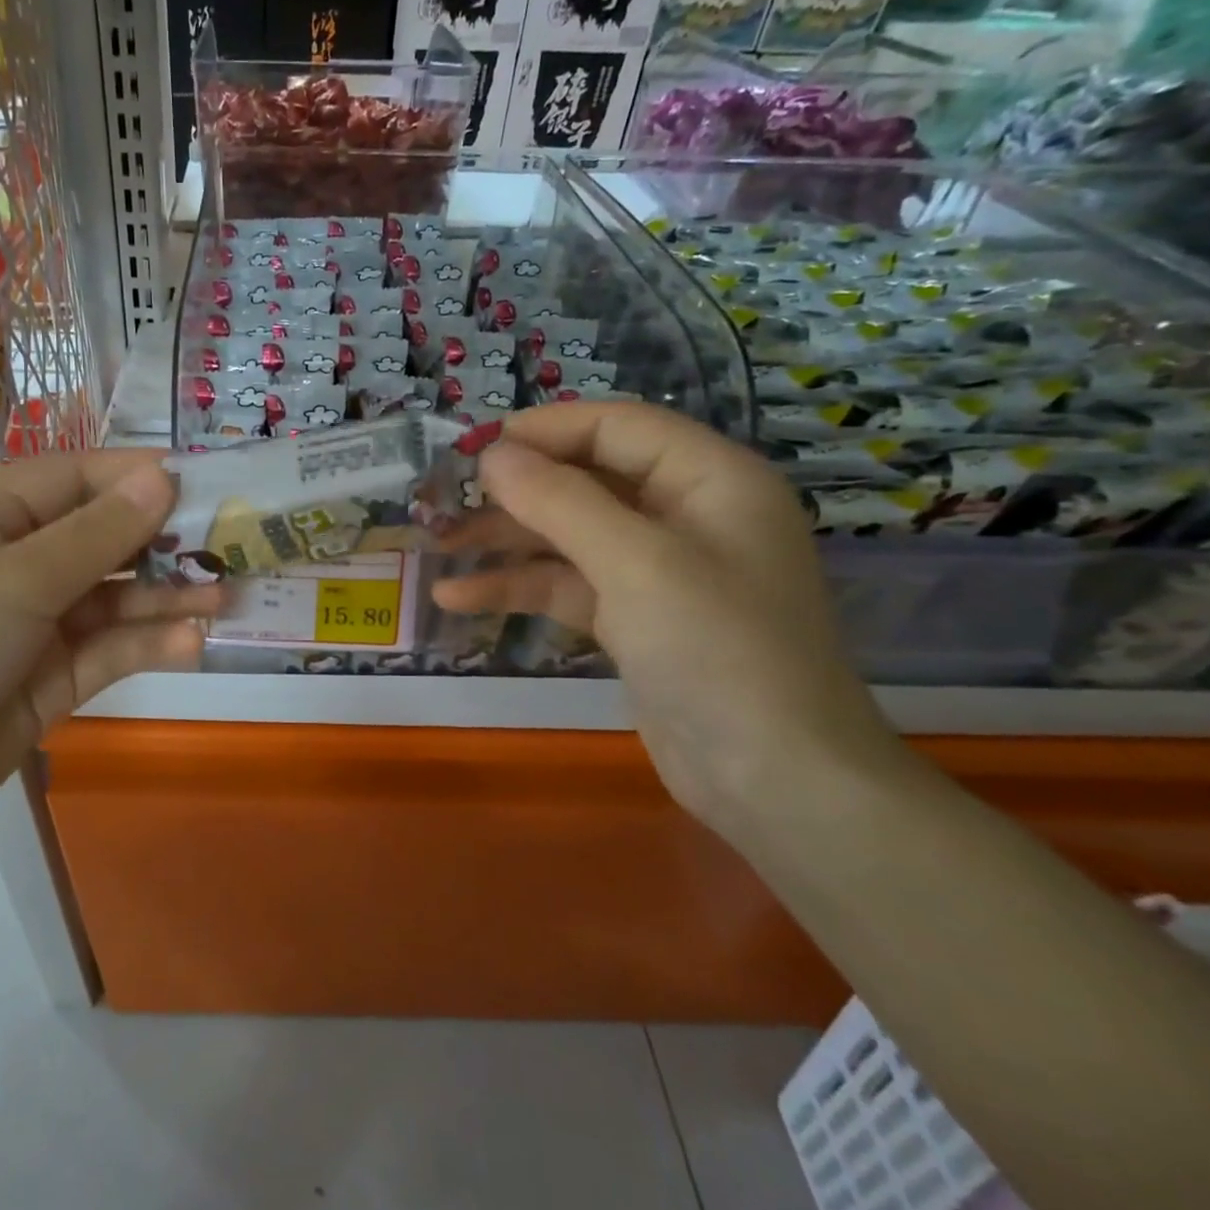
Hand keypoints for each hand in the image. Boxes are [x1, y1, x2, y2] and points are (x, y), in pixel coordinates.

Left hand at [0, 450, 214, 875]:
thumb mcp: (13, 583)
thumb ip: (94, 536)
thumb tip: (162, 478)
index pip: (74, 480)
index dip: (135, 476)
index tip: (203, 482)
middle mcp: (17, 566)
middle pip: (103, 539)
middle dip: (163, 540)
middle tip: (232, 544)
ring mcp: (35, 628)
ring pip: (114, 599)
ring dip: (167, 596)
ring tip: (226, 597)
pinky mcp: (50, 683)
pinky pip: (109, 653)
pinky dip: (147, 645)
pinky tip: (190, 643)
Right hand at [432, 402, 892, 823]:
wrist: (774, 782)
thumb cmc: (718, 650)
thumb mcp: (636, 563)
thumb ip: (560, 500)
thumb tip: (493, 454)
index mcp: (709, 478)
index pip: (615, 427)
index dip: (543, 429)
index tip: (472, 446)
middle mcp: (684, 514)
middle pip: (585, 479)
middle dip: (513, 489)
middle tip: (441, 497)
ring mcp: (657, 570)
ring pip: (567, 534)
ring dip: (503, 539)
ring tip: (435, 544)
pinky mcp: (633, 619)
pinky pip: (566, 585)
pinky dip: (516, 587)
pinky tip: (455, 597)